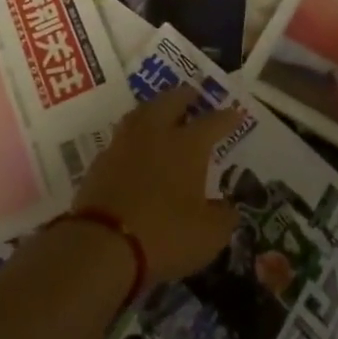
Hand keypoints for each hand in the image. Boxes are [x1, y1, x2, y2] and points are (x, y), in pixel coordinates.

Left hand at [73, 86, 243, 282]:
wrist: (102, 243)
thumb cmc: (164, 234)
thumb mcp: (208, 235)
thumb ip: (223, 217)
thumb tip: (229, 208)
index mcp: (187, 146)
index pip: (213, 123)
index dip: (227, 118)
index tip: (236, 112)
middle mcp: (155, 134)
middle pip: (171, 102)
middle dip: (185, 96)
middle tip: (193, 95)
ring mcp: (124, 143)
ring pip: (142, 113)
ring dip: (155, 108)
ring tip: (163, 112)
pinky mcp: (101, 160)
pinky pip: (123, 136)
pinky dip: (135, 135)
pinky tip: (137, 146)